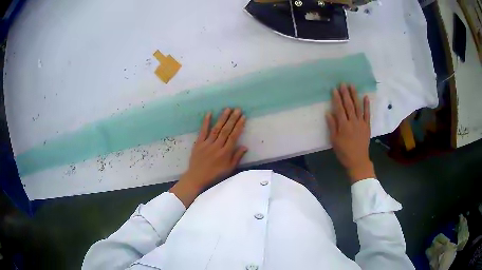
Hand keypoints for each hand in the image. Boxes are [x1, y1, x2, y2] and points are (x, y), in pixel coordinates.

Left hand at [170, 108, 247, 206]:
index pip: (233, 136)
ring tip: (227, 109)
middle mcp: (217, 146)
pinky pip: (203, 131)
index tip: (243, 117)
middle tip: (237, 109)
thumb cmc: (215, 175)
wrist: (197, 178)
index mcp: (225, 153)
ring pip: (216, 129)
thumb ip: (237, 157)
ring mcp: (207, 144)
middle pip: (226, 130)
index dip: (239, 126)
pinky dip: (206, 122)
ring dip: (222, 118)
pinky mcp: (198, 143)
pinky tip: (209, 114)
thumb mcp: (229, 169)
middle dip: (232, 119)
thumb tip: (245, 146)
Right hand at [326, 84, 374, 183]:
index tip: (334, 89)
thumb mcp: (334, 140)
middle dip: (345, 94)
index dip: (336, 98)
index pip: (339, 108)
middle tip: (343, 83)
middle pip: (349, 105)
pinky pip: (367, 114)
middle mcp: (353, 122)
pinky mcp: (367, 126)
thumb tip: (328, 113)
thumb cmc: (344, 152)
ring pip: (358, 107)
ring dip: (355, 96)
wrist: (358, 160)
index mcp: (343, 125)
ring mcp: (361, 123)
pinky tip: (365, 97)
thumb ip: (332, 126)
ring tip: (352, 86)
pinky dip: (367, 105)